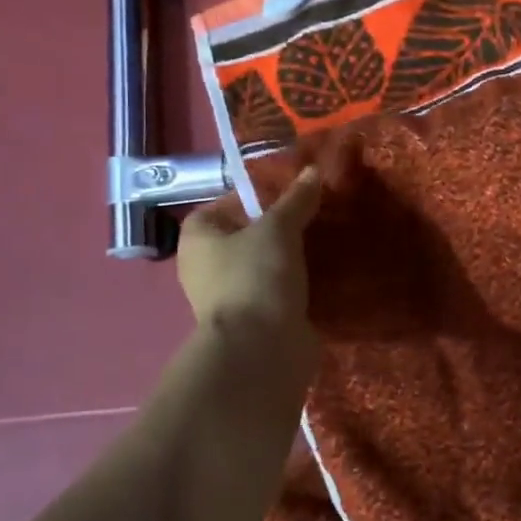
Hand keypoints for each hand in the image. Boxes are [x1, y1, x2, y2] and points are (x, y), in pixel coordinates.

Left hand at [177, 166, 323, 338]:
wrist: (261, 349)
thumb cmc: (256, 277)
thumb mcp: (279, 228)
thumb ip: (296, 200)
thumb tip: (312, 170)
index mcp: (197, 238)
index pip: (223, 205)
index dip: (254, 196)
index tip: (289, 195)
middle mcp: (205, 267)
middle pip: (245, 236)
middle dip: (277, 228)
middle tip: (312, 216)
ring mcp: (229, 297)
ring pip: (263, 265)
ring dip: (289, 258)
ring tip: (323, 241)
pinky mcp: (254, 320)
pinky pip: (277, 292)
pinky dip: (296, 284)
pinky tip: (323, 273)